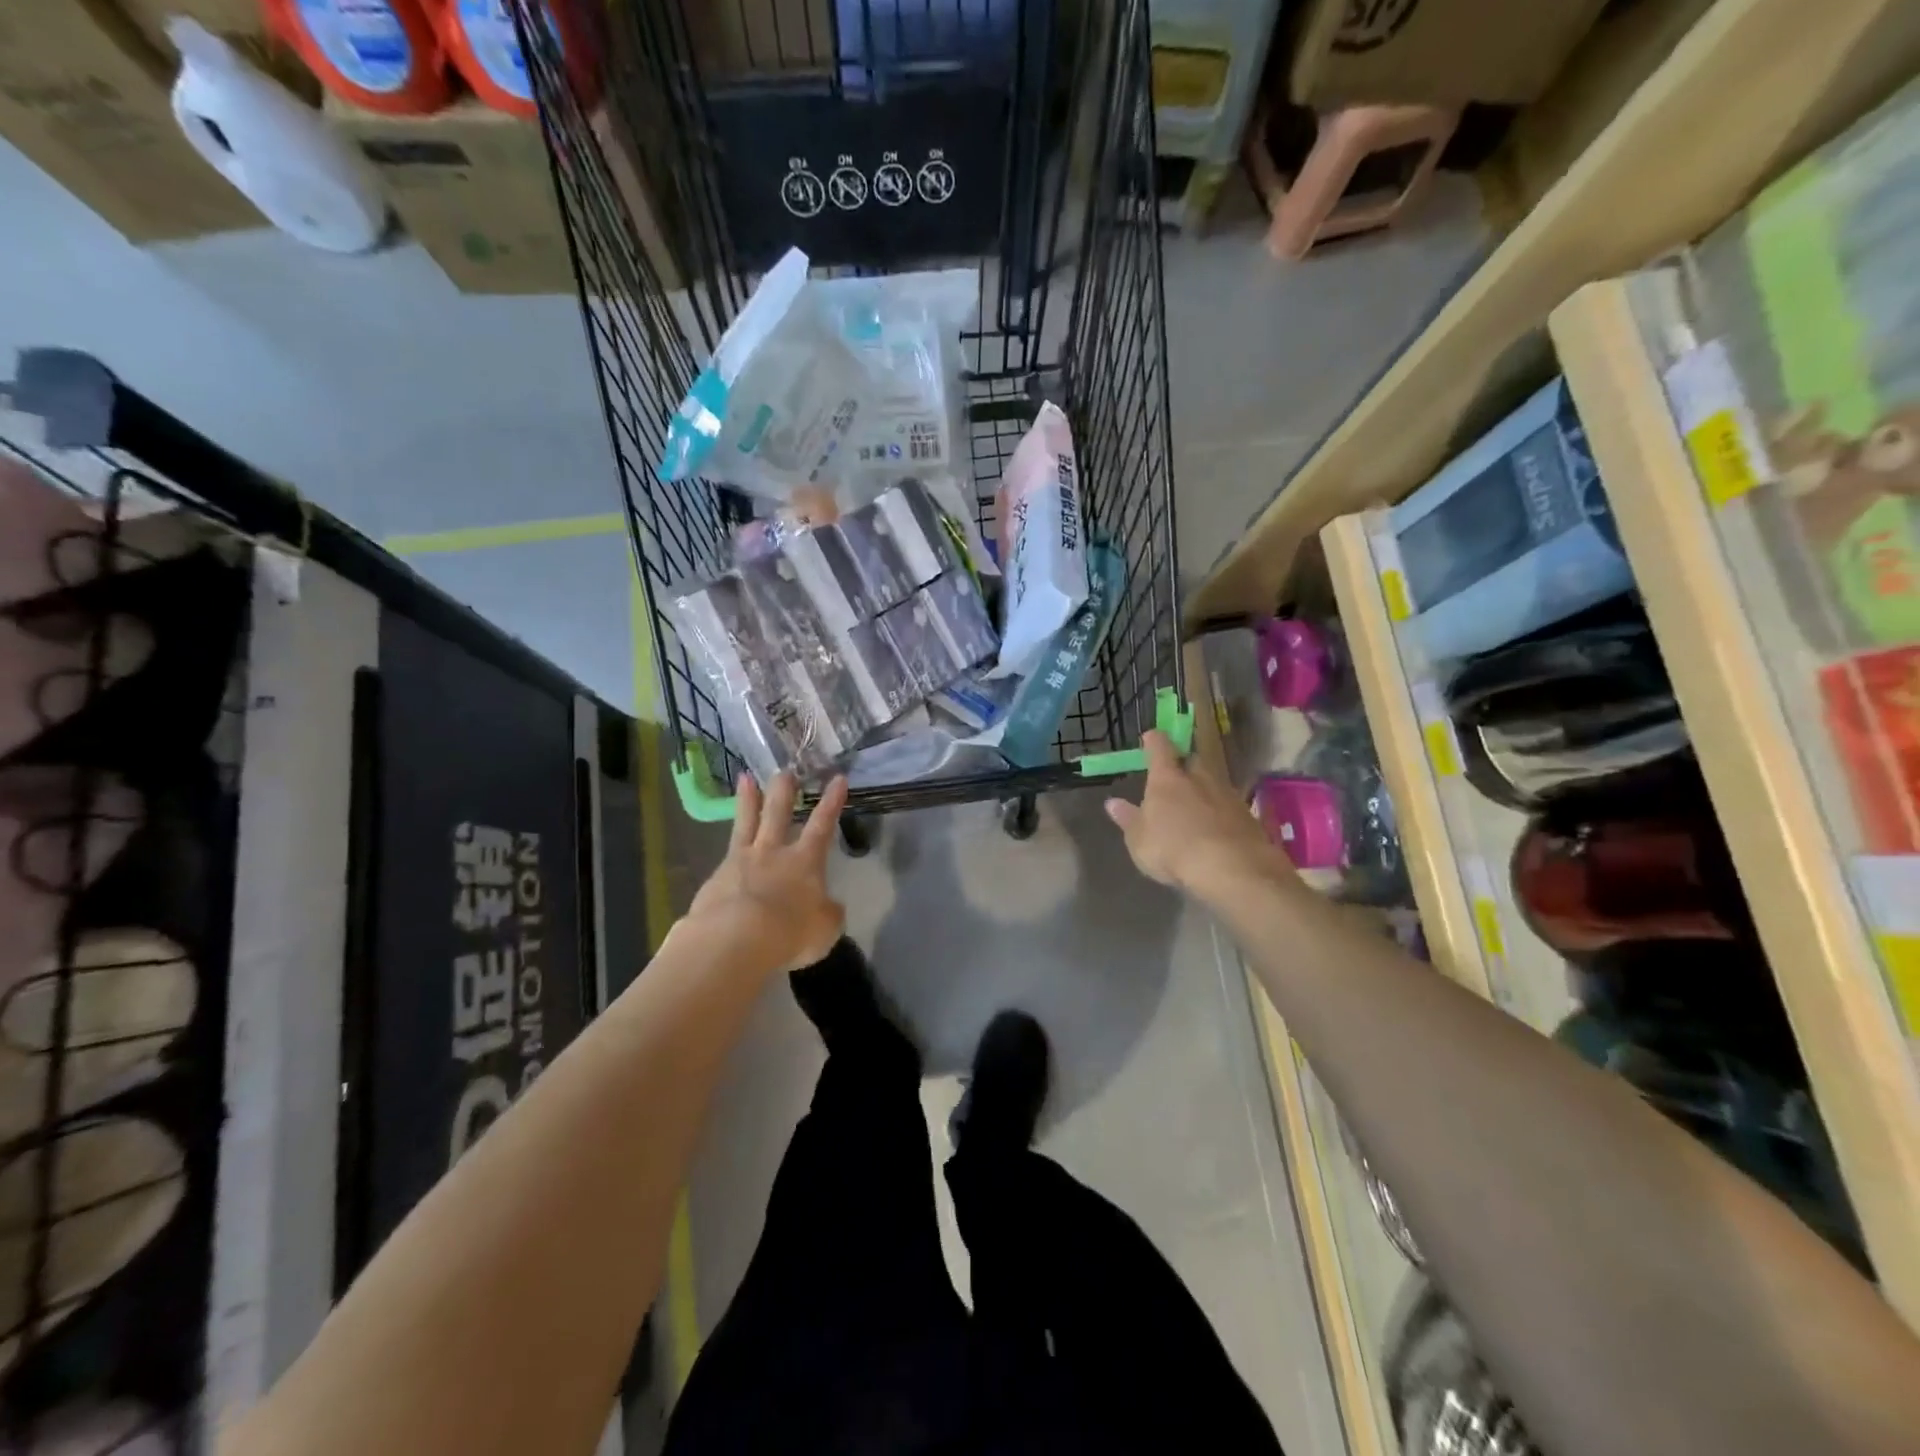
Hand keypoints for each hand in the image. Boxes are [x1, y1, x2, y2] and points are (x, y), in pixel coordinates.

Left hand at [683, 773, 848, 975]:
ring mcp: (741, 861)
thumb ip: (828, 913)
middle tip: (785, 770)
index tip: (838, 779)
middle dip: (784, 791)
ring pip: (746, 823)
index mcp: (805, 862)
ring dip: (747, 800)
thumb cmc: (790, 932)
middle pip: (778, 813)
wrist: (735, 938)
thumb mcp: (825, 928)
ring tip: (745, 778)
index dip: (831, 803)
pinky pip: (725, 855)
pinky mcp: (716, 878)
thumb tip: (829, 906)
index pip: (822, 826)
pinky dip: (727, 849)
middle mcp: (774, 853)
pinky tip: (725, 853)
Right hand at [1104, 731, 1291, 897]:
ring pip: (1213, 782)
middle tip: (1175, 776)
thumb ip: (1129, 819)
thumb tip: (1113, 803)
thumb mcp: (1139, 840)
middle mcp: (1199, 778)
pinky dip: (1221, 812)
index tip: (1151, 736)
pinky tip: (1216, 828)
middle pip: (1192, 760)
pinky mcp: (1248, 815)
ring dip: (1204, 789)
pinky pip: (1229, 805)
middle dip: (1183, 764)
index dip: (1154, 741)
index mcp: (1166, 779)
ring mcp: (1227, 794)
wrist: (1232, 868)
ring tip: (1195, 806)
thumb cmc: (1173, 849)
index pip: (1160, 748)